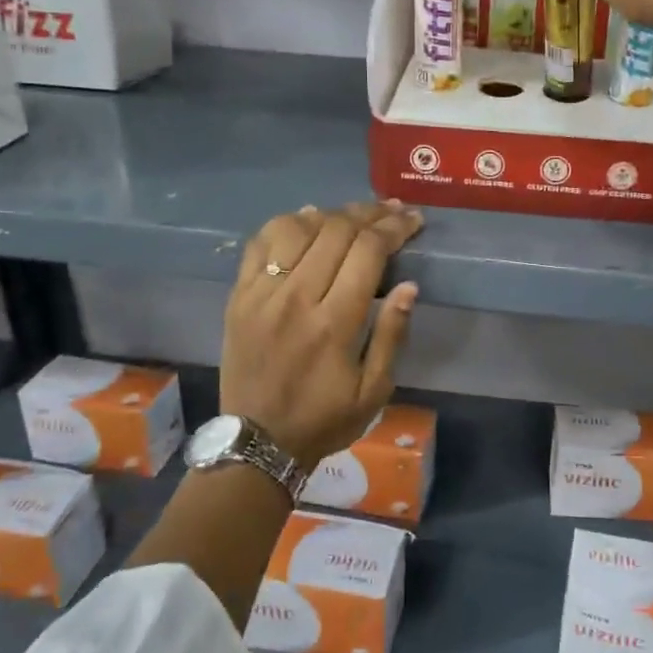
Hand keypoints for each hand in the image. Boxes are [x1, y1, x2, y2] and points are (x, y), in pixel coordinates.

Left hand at [222, 200, 422, 468]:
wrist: (256, 442)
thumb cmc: (324, 419)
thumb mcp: (374, 391)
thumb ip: (392, 335)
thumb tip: (410, 286)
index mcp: (334, 323)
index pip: (368, 251)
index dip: (394, 227)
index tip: (413, 220)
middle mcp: (296, 298)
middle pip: (336, 230)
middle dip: (370, 213)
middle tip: (392, 211)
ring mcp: (262, 293)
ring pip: (297, 227)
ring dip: (330, 214)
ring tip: (353, 216)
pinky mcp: (239, 295)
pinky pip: (260, 242)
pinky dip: (286, 223)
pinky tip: (307, 220)